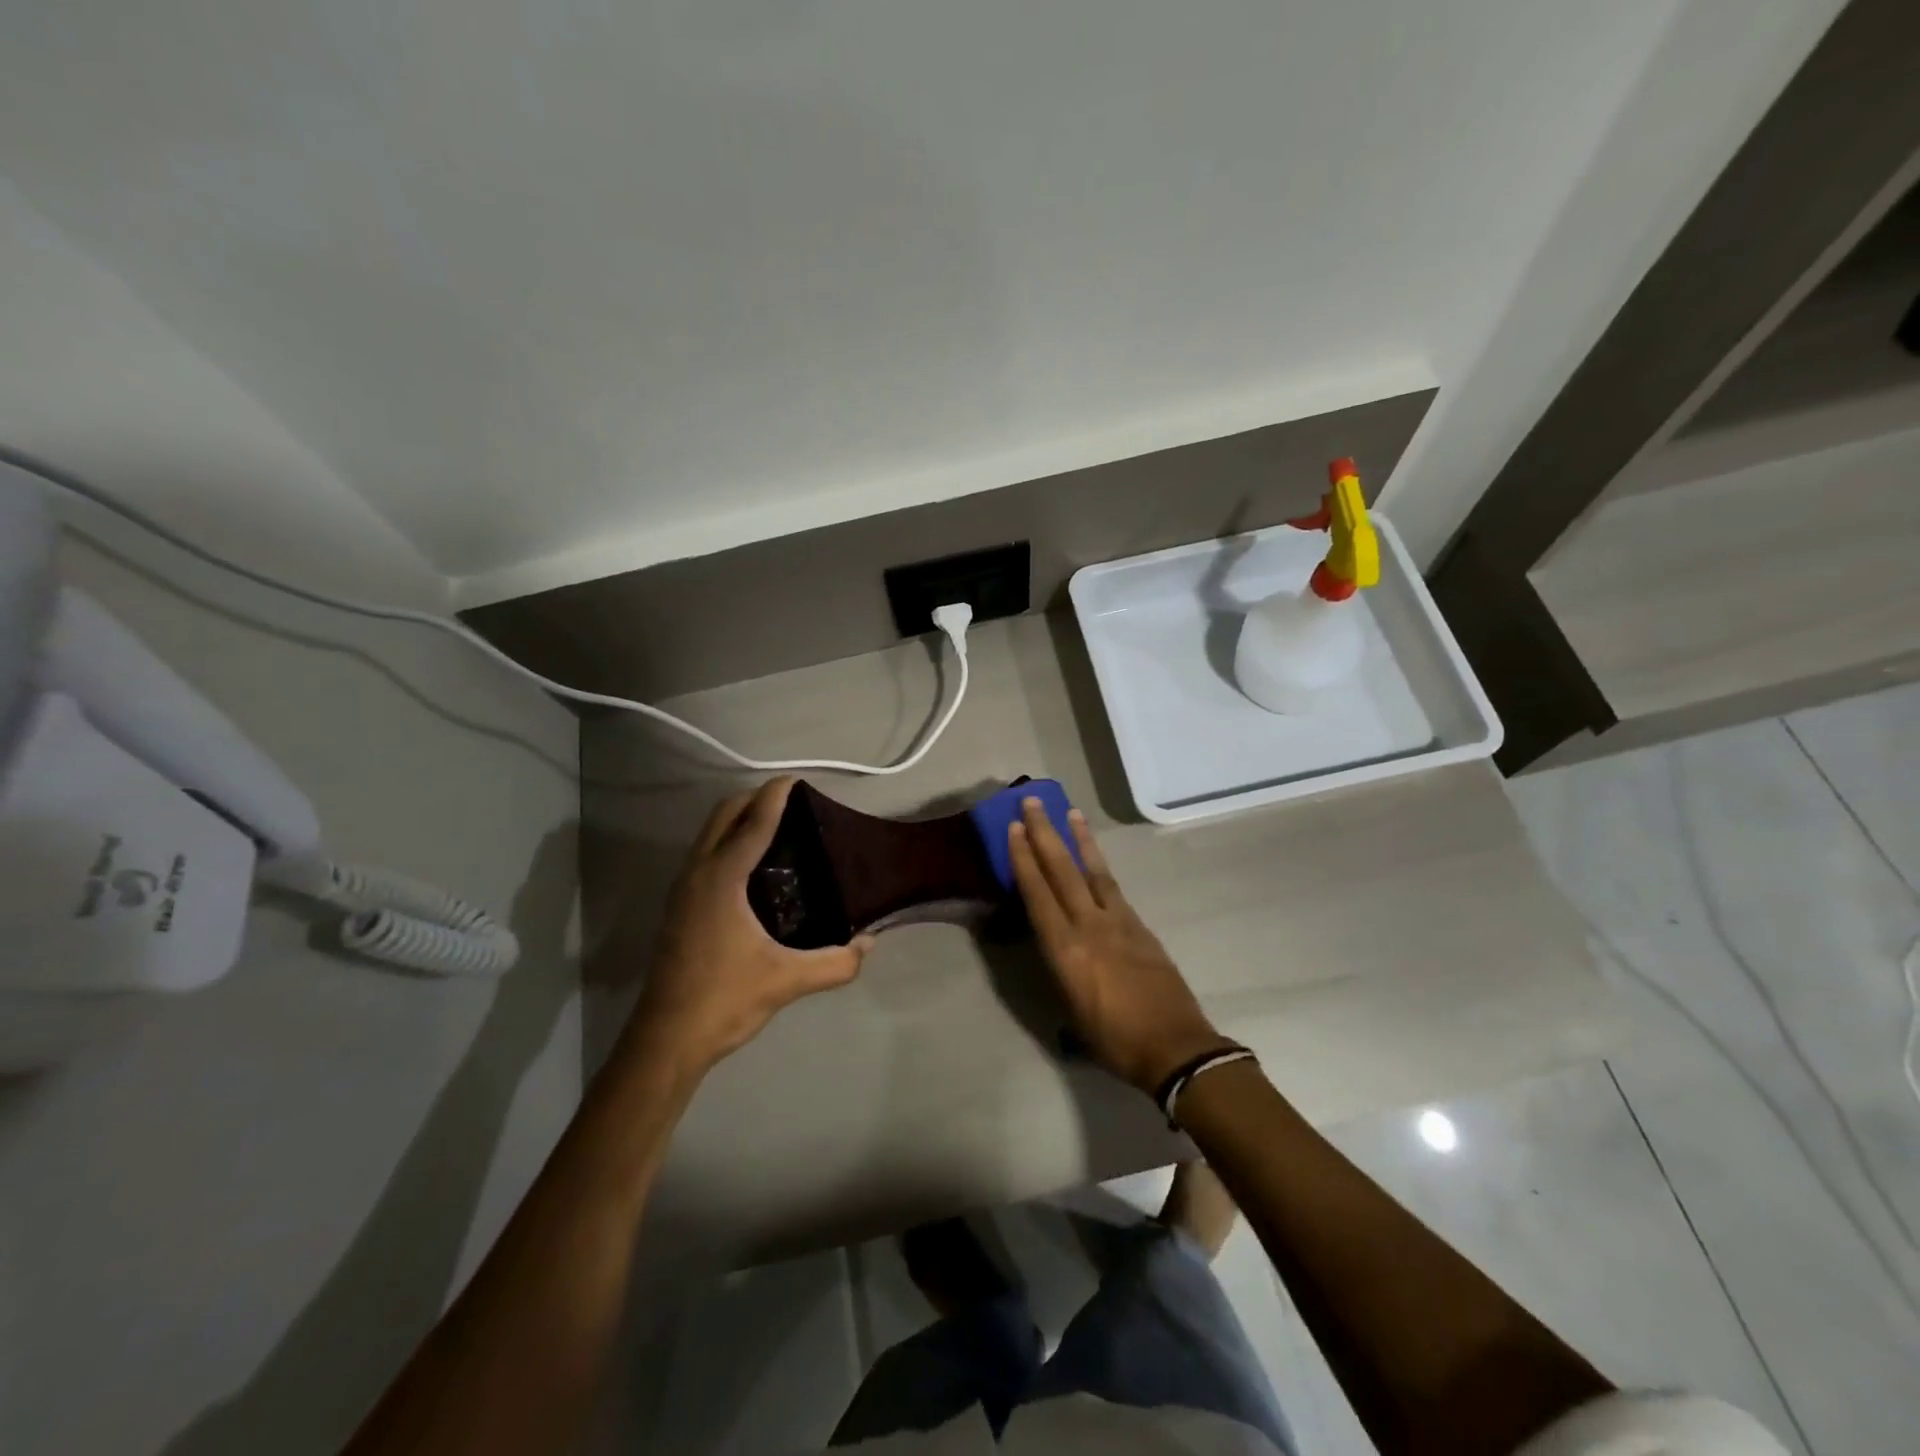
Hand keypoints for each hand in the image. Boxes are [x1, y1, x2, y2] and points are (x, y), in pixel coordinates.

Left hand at [619, 777, 873, 1085]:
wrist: (666, 1039)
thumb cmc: (725, 1000)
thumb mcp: (788, 981)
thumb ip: (836, 963)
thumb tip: (870, 944)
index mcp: (722, 879)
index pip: (753, 822)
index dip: (775, 796)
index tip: (796, 780)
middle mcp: (698, 873)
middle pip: (723, 815)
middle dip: (754, 799)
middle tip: (792, 803)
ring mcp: (683, 889)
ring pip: (709, 833)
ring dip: (738, 819)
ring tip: (777, 828)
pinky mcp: (679, 907)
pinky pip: (705, 854)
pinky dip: (728, 841)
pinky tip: (753, 868)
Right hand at [1007, 798, 1232, 1093]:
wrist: (1175, 1047)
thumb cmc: (1114, 1041)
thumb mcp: (1071, 1012)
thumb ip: (1060, 971)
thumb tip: (1053, 949)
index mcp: (1066, 950)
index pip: (1038, 894)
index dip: (1024, 859)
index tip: (1014, 828)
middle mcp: (1089, 925)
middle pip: (1062, 870)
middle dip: (1045, 833)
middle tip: (1033, 802)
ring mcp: (1118, 921)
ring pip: (1093, 870)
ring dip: (1078, 839)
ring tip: (1070, 812)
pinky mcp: (1140, 925)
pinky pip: (1113, 886)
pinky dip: (1100, 865)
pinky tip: (1095, 858)